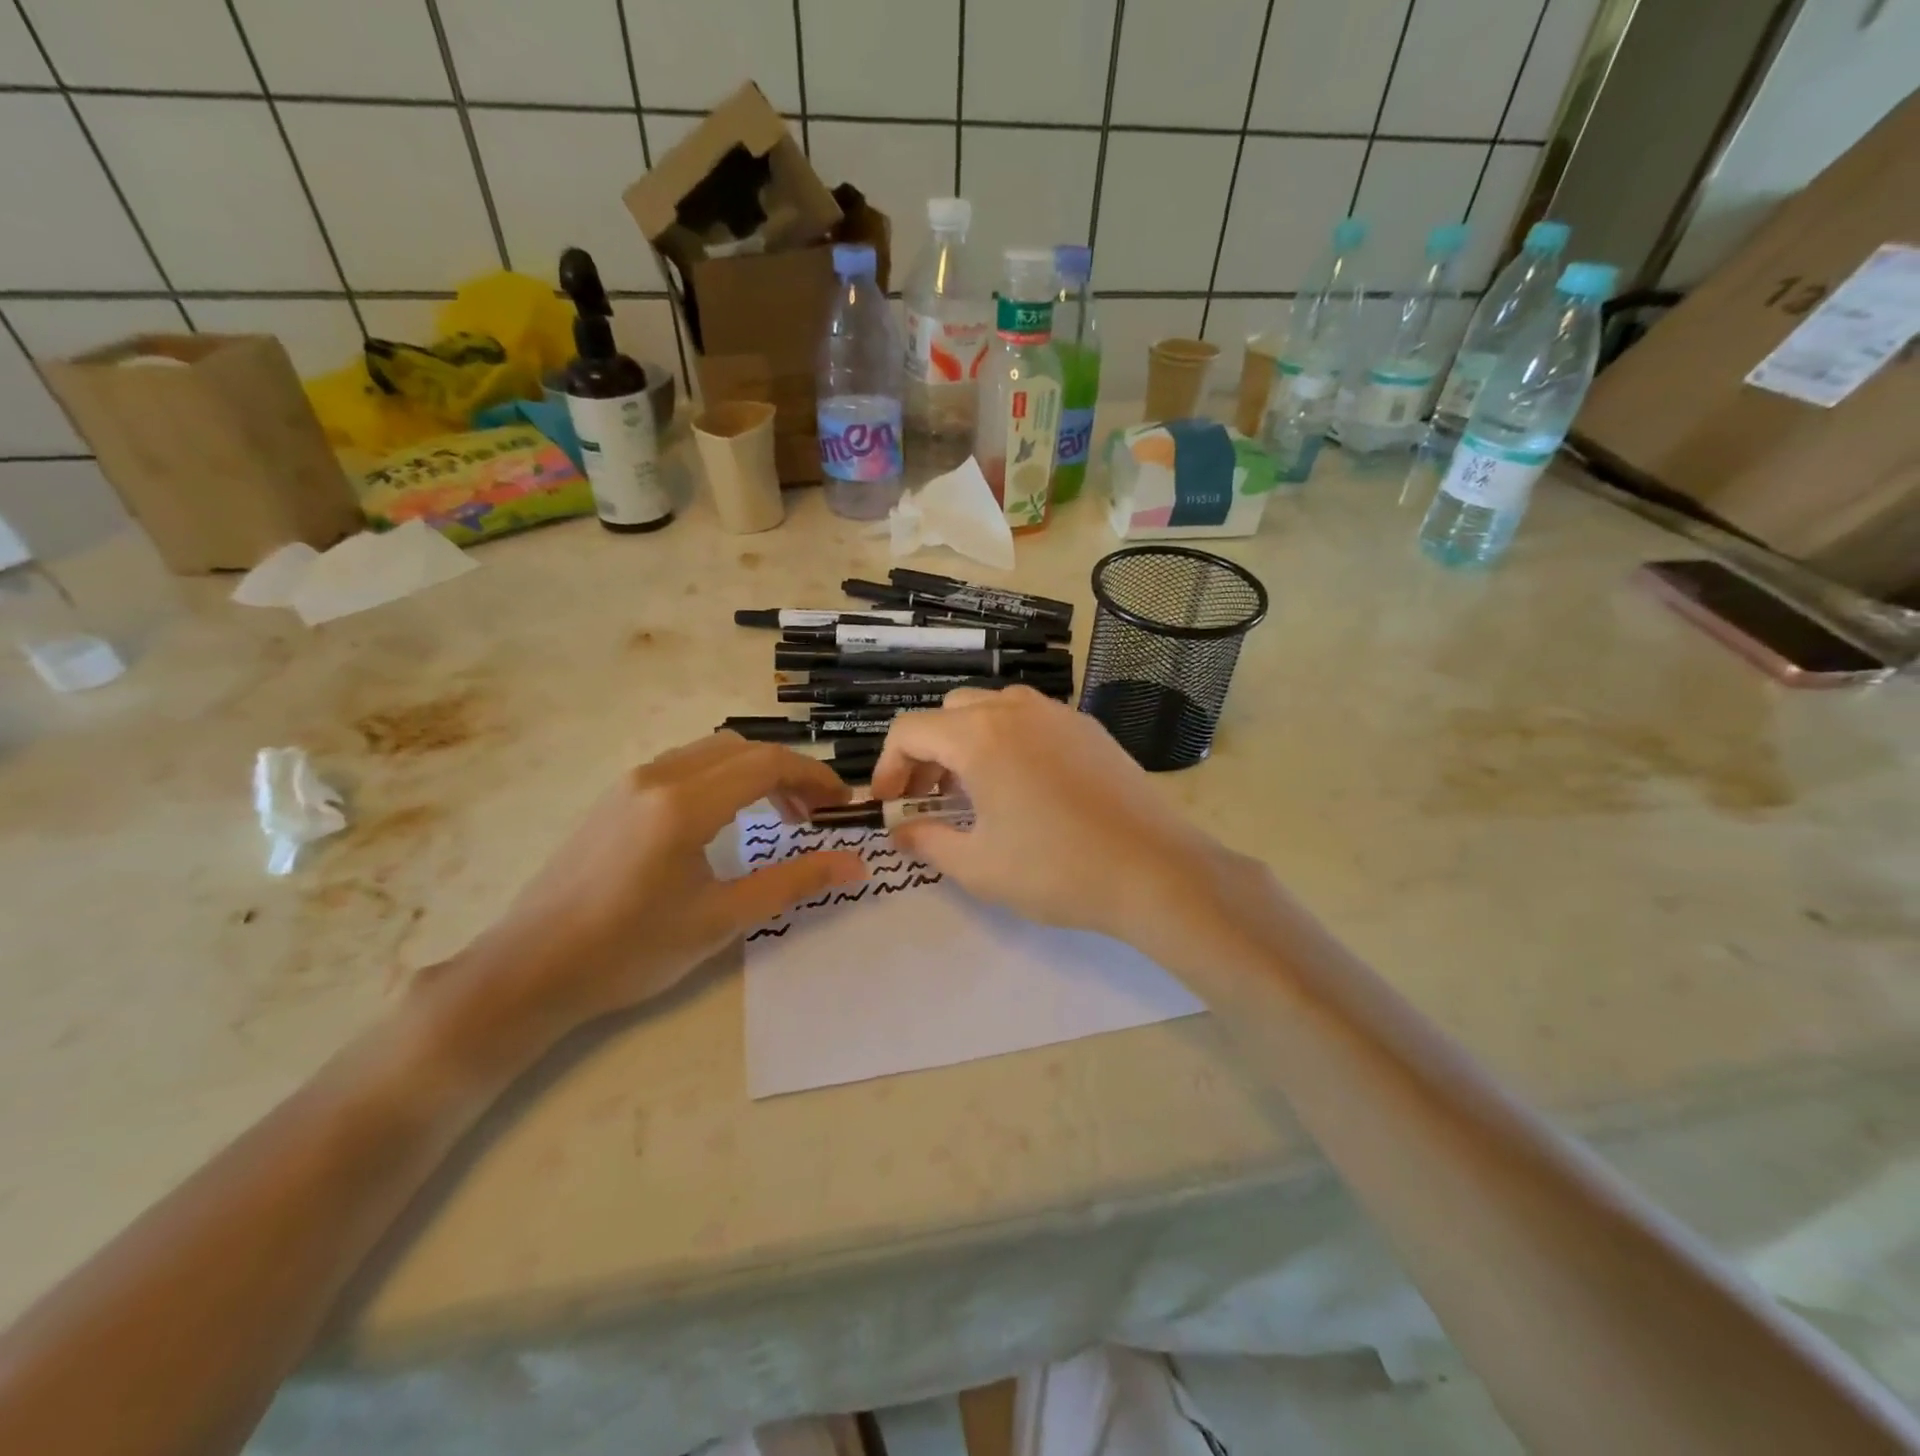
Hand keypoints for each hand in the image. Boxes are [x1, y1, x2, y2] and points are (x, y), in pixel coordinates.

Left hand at [447, 733, 864, 1041]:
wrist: (530, 970)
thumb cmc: (630, 950)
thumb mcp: (721, 920)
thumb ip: (793, 883)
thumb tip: (856, 864)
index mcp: (685, 804)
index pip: (767, 764)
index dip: (814, 778)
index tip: (842, 806)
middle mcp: (658, 777)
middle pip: (743, 749)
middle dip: (789, 773)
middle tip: (815, 815)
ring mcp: (631, 783)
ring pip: (711, 752)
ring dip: (754, 772)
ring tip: (778, 817)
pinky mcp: (615, 797)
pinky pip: (684, 766)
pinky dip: (722, 778)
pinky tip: (725, 821)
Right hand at [870, 687, 1253, 956]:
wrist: (1154, 870)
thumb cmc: (1056, 870)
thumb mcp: (978, 866)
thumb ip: (927, 841)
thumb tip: (900, 832)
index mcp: (980, 736)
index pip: (910, 730)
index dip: (888, 765)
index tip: (891, 803)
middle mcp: (1015, 710)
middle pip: (949, 712)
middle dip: (927, 751)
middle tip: (930, 797)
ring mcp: (1058, 714)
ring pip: (992, 708)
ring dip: (968, 740)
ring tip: (975, 790)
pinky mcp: (1089, 728)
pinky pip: (1032, 719)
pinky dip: (1008, 740)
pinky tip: (1024, 785)